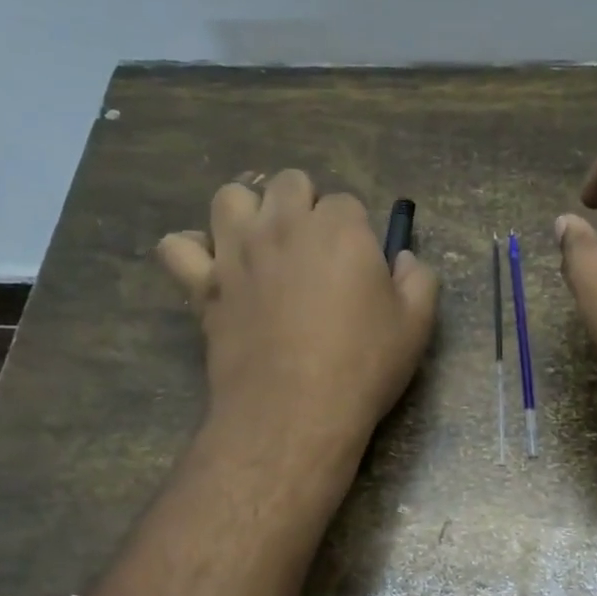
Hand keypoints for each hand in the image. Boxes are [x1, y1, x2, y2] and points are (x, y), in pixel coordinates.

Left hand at [158, 171, 437, 459]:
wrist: (294, 412)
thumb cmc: (363, 365)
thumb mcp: (416, 324)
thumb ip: (419, 279)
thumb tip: (404, 258)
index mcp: (340, 229)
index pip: (346, 203)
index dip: (355, 231)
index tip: (359, 264)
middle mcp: (284, 225)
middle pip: (288, 183)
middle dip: (304, 205)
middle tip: (315, 250)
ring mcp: (237, 251)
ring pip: (230, 198)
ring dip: (248, 213)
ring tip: (262, 246)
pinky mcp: (204, 284)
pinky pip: (177, 246)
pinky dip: (191, 251)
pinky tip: (212, 269)